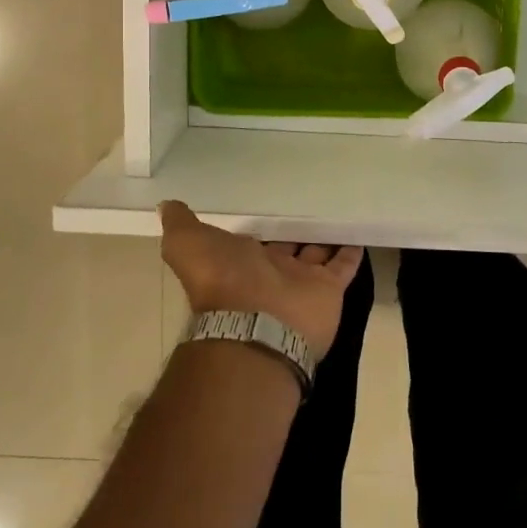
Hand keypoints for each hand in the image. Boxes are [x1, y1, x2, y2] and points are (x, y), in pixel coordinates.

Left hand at [159, 201, 363, 353]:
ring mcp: (302, 282)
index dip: (262, 227)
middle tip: (312, 204)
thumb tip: (166, 205)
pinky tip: (359, 231)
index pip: (255, 240)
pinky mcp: (329, 289)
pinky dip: (352, 251)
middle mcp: (271, 273)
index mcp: (241, 262)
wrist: (256, 323)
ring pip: (317, 255)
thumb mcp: (188, 245)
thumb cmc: (221, 281)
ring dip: (325, 238)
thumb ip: (180, 224)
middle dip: (296, 232)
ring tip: (339, 211)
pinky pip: (344, 267)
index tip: (273, 204)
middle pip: (288, 248)